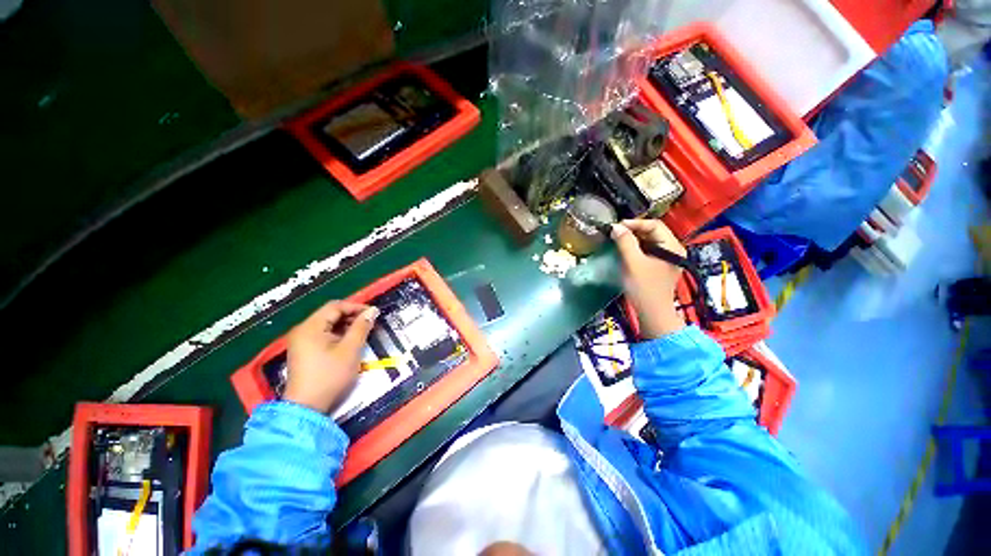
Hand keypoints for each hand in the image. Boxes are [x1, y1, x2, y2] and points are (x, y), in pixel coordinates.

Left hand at [283, 300, 378, 413]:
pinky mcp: (303, 351)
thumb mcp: (351, 349)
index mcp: (310, 327)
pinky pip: (322, 335)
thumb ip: (362, 327)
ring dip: (346, 325)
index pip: (335, 306)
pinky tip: (349, 342)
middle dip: (351, 316)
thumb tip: (372, 310)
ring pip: (327, 325)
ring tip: (363, 332)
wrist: (307, 407)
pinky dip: (337, 335)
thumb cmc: (330, 375)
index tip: (373, 313)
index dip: (356, 307)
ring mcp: (301, 341)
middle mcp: (302, 330)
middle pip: (330, 314)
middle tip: (370, 323)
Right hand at [611, 219, 686, 338]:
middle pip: (653, 232)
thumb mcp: (633, 263)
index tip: (616, 226)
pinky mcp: (659, 266)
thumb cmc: (644, 288)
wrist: (652, 313)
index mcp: (672, 247)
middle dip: (633, 230)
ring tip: (617, 239)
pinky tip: (624, 249)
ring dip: (633, 239)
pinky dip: (635, 248)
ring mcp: (667, 258)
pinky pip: (647, 250)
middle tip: (614, 232)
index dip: (635, 223)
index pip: (654, 225)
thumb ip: (625, 243)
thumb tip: (615, 227)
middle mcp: (673, 249)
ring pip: (649, 241)